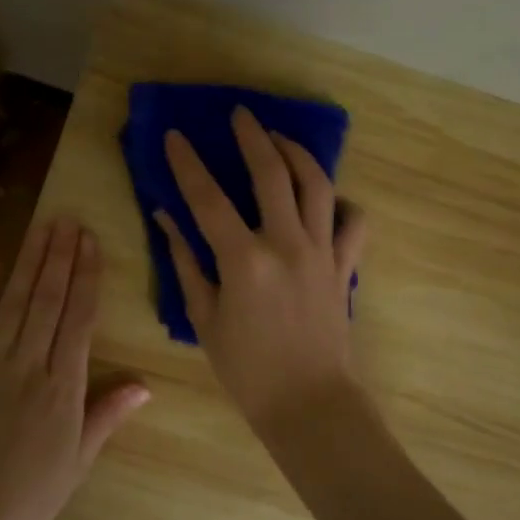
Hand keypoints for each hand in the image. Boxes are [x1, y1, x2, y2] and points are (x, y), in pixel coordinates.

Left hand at [0, 216, 150, 519]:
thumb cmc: (26, 499)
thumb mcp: (77, 463)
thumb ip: (106, 416)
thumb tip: (145, 385)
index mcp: (64, 387)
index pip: (80, 319)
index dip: (87, 277)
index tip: (91, 243)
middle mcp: (29, 365)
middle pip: (48, 300)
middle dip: (60, 257)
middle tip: (68, 220)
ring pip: (13, 302)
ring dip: (29, 262)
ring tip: (42, 227)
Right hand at [155, 107, 368, 434]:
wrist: (310, 405)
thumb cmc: (248, 370)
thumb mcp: (204, 317)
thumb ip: (186, 262)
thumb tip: (166, 218)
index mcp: (244, 260)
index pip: (208, 198)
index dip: (187, 164)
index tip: (174, 137)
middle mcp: (286, 244)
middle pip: (271, 173)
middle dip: (252, 137)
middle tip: (241, 114)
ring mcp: (322, 252)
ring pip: (317, 185)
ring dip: (297, 154)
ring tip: (280, 138)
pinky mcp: (344, 266)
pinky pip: (354, 222)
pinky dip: (342, 203)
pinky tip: (327, 197)